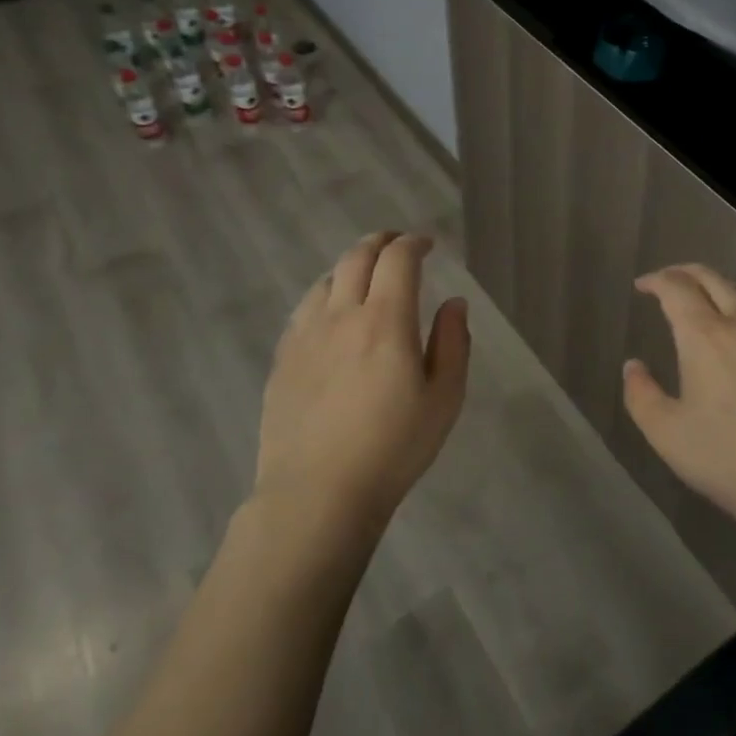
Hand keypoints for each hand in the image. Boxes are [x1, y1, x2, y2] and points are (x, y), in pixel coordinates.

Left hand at [256, 232, 469, 525]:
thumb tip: (453, 303)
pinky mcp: (283, 359)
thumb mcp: (444, 398)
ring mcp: (305, 336)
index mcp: (386, 321)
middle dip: (381, 242)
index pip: (398, 259)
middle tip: (398, 244)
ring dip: (350, 266)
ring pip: (326, 280)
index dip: (414, 243)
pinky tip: (331, 313)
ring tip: (366, 276)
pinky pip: (304, 310)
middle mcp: (341, 316)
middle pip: (357, 258)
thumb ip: (453, 343)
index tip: (428, 245)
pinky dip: (325, 295)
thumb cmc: (393, 448)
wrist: (318, 494)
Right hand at [624, 264, 735, 539]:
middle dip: (686, 272)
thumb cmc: (726, 457)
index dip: (657, 280)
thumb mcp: (667, 433)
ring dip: (718, 286)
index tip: (642, 285)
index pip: (678, 289)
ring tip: (702, 299)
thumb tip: (632, 366)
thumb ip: (642, 395)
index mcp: (705, 336)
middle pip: (713, 280)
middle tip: (667, 280)